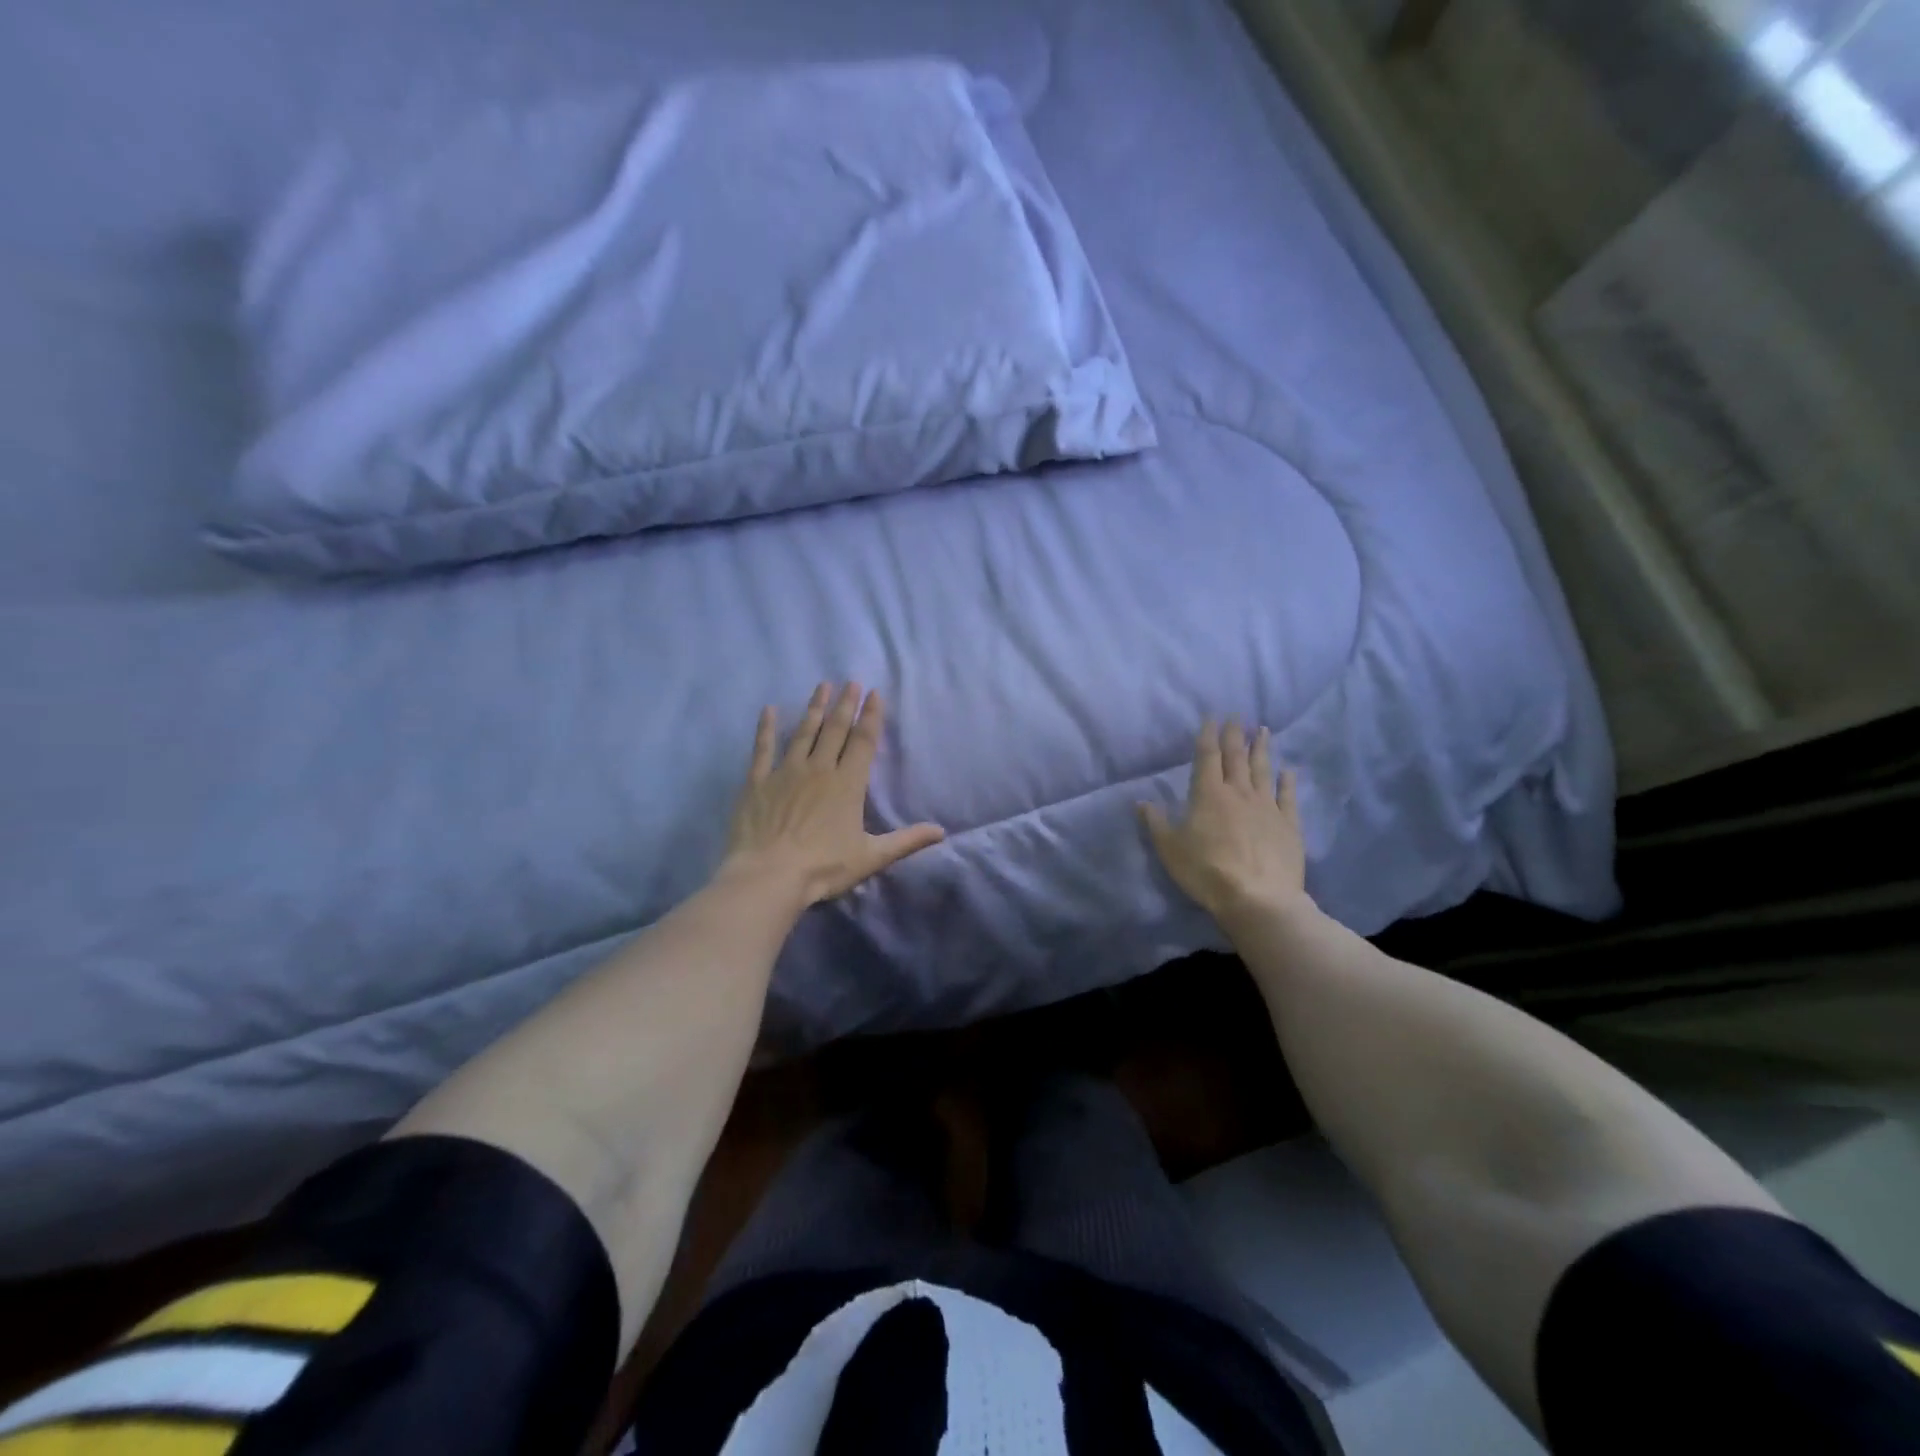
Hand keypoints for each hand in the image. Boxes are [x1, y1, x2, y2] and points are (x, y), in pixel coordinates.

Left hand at [722, 682, 945, 908]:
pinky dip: (765, 728)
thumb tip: (942, 831)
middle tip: (851, 681)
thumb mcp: (871, 856)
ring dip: (814, 708)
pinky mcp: (758, 782)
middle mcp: (819, 769)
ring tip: (822, 686)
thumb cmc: (823, 867)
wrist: (768, 875)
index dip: (871, 717)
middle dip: (845, 704)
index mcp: (848, 784)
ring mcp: (786, 772)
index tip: (874, 694)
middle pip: (835, 730)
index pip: (863, 742)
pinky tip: (768, 710)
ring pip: (803, 732)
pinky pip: (762, 748)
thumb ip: (907, 841)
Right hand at [1139, 718, 1309, 925]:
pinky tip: (1288, 770)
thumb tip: (1141, 801)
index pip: (1207, 757)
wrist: (1259, 899)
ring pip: (1263, 770)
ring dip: (1261, 748)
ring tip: (1263, 730)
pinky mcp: (1288, 824)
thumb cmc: (1206, 871)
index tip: (1212, 716)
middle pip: (1236, 757)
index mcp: (1208, 794)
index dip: (1208, 735)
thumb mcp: (1170, 849)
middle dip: (1235, 734)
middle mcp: (1239, 792)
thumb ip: (1156, 823)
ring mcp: (1267, 807)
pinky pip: (1288, 796)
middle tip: (1237, 715)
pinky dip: (1287, 781)